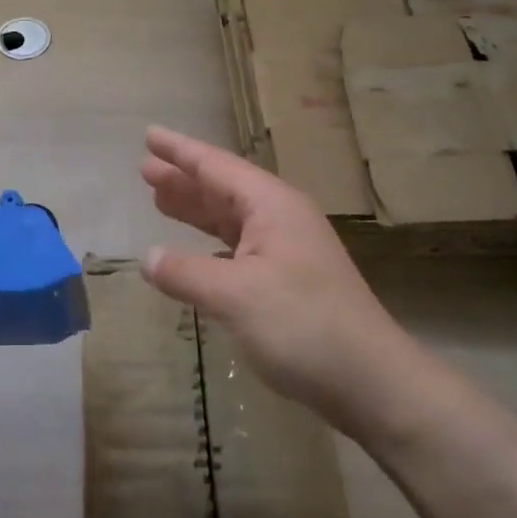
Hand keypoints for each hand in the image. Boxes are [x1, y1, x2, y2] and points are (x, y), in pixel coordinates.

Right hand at [140, 126, 407, 426]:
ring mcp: (286, 250)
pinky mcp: (287, 281)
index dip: (179, 151)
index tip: (149, 135)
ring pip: (229, 219)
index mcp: (271, 206)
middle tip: (144, 169)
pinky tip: (192, 253)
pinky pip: (237, 248)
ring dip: (194, 210)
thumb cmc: (303, 325)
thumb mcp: (236, 295)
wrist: (372, 382)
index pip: (216, 166)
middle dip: (183, 178)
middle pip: (222, 189)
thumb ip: (187, 273)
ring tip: (158, 199)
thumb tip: (148, 258)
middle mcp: (280, 218)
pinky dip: (208, 245)